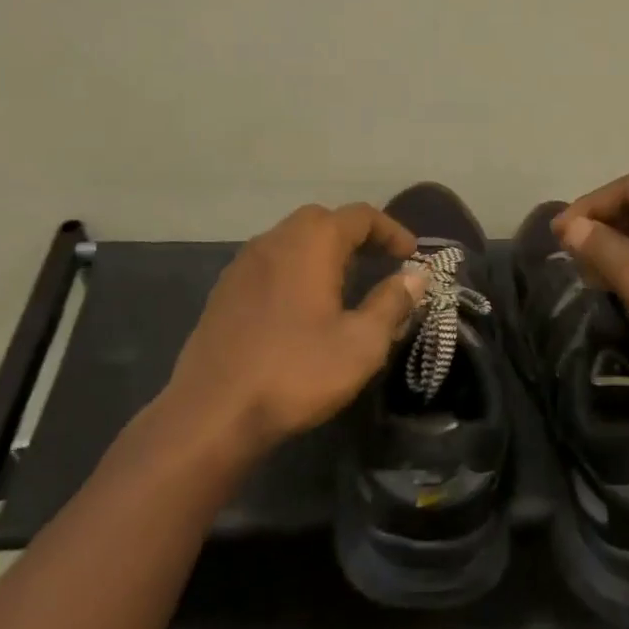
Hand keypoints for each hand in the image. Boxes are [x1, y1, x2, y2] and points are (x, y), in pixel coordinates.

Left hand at [158, 203, 425, 459]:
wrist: (212, 412)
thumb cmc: (295, 373)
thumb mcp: (360, 344)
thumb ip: (391, 303)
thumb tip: (416, 276)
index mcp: (311, 244)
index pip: (360, 216)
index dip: (391, 230)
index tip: (411, 255)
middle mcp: (275, 240)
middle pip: (322, 220)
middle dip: (356, 236)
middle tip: (381, 263)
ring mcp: (244, 264)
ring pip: (292, 239)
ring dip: (324, 250)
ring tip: (346, 283)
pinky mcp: (226, 290)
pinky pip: (271, 262)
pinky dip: (296, 267)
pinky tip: (303, 304)